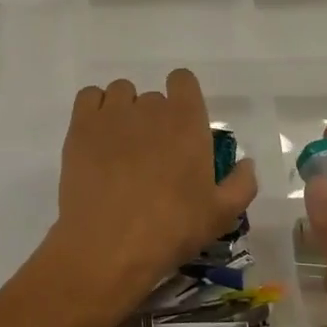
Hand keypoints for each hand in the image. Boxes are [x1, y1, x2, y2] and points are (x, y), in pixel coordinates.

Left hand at [40, 70, 258, 326]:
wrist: (109, 246)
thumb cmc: (171, 229)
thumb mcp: (221, 215)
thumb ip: (242, 183)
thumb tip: (246, 162)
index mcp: (186, 121)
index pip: (183, 80)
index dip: (182, 97)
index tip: (180, 125)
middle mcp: (150, 108)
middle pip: (152, 97)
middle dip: (153, 119)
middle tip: (151, 155)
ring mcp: (112, 114)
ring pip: (120, 92)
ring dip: (123, 111)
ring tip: (120, 145)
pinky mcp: (81, 127)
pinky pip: (88, 96)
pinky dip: (94, 109)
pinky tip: (97, 136)